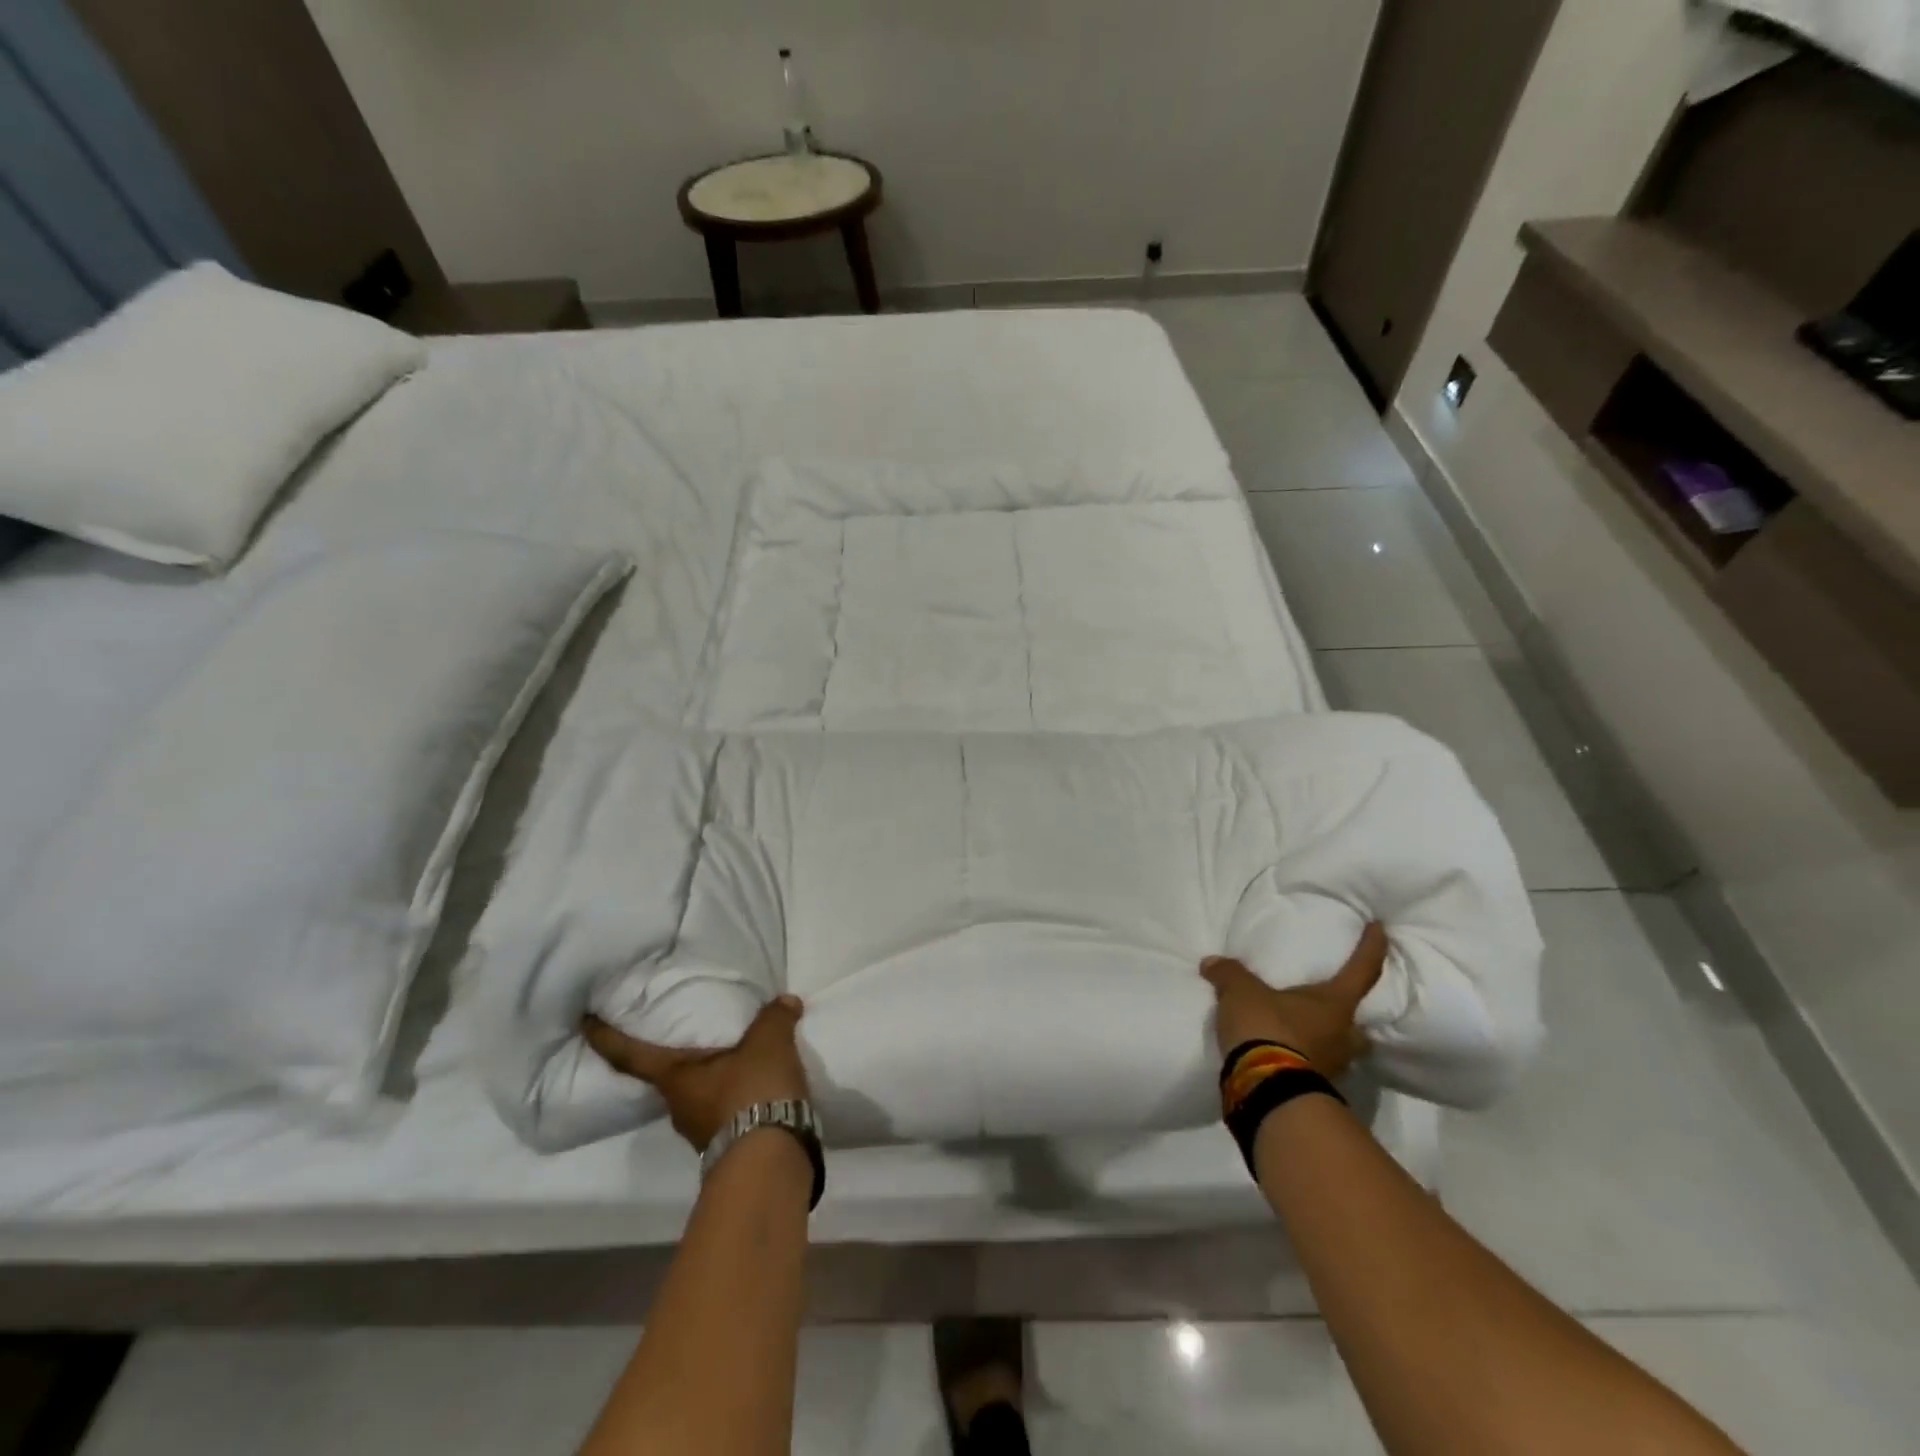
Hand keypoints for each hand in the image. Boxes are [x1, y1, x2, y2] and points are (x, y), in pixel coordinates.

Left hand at [582, 995, 810, 1151]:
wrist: (772, 1160)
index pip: (630, 1056)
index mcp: (675, 1079)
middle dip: (676, 1057)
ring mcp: (702, 1132)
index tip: (585, 1022)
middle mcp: (679, 1107)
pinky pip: (725, 1111)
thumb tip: (786, 1001)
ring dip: (712, 1077)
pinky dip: (736, 1094)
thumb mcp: (768, 1043)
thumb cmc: (753, 1092)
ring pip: (699, 1095)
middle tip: (687, 1032)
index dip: (605, 1038)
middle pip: (668, 1076)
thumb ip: (774, 1017)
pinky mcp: (728, 1146)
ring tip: (736, 1056)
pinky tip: (758, 1084)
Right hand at [1200, 922, 1388, 1079]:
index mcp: (1335, 1005)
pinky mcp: (1315, 1088)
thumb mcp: (1241, 992)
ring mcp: (1333, 1066)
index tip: (1380, 928)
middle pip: (1359, 1024)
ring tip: (1304, 1034)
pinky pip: (1315, 1068)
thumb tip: (1212, 962)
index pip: (1361, 970)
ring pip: (1340, 1050)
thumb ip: (1230, 974)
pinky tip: (1285, 1055)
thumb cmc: (1267, 1028)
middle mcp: (1343, 1035)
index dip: (1372, 947)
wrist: (1266, 1088)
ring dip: (1327, 1042)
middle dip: (1349, 1018)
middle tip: (1333, 1009)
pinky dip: (1304, 1060)